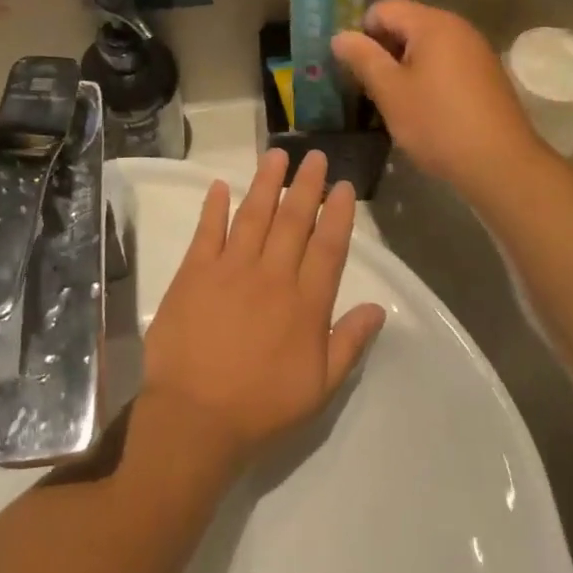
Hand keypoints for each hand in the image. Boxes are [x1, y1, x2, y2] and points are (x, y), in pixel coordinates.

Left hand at [140, 150, 385, 468]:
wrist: (195, 417)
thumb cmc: (262, 406)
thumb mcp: (320, 386)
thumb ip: (349, 342)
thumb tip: (378, 307)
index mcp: (305, 303)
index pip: (328, 247)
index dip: (338, 214)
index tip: (343, 186)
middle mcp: (272, 275)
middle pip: (293, 220)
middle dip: (306, 185)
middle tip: (314, 156)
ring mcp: (230, 269)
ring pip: (253, 215)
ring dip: (266, 183)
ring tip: (276, 155)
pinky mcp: (194, 273)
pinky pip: (207, 231)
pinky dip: (214, 206)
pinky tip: (221, 185)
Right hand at [332, 0, 544, 195]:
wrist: (501, 163)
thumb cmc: (438, 123)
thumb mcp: (390, 91)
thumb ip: (363, 58)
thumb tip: (340, 35)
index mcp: (432, 24)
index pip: (383, 8)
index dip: (362, 33)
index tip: (356, 68)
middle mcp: (457, 27)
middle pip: (406, 23)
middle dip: (383, 50)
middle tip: (371, 88)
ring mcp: (476, 50)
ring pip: (426, 45)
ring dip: (405, 66)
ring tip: (396, 102)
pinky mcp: (486, 73)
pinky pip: (446, 62)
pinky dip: (428, 77)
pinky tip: (426, 109)